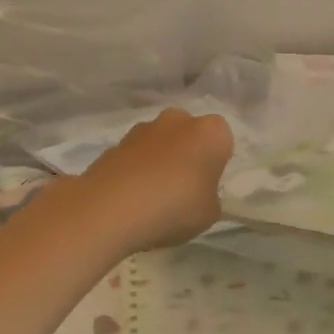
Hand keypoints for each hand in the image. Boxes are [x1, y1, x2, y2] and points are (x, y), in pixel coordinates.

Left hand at [77, 109, 233, 252]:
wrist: (110, 209)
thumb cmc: (174, 207)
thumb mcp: (210, 213)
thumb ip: (210, 197)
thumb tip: (200, 194)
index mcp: (211, 131)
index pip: (223, 142)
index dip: (217, 165)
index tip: (208, 187)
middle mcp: (178, 120)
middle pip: (189, 136)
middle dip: (187, 156)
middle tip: (184, 189)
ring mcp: (142, 129)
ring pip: (160, 144)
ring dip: (159, 162)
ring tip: (153, 198)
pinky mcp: (113, 144)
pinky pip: (134, 158)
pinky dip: (135, 172)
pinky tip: (131, 200)